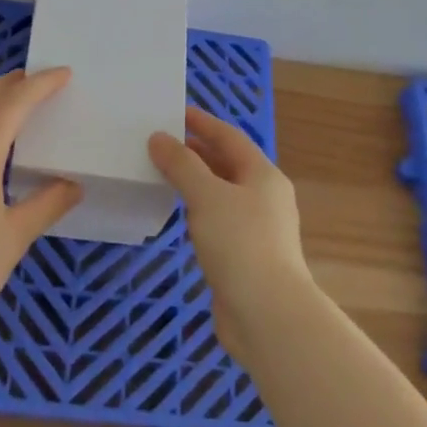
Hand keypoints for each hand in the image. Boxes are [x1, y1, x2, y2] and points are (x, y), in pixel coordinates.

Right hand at [149, 106, 311, 361]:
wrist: (267, 314)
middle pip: (227, 163)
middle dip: (196, 151)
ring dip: (196, 181)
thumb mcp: (207, 196)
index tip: (175, 112)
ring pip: (222, 193)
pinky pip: (218, 219)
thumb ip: (181, 164)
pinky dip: (198, 209)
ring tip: (163, 173)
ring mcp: (257, 228)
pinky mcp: (246, 255)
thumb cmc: (240, 244)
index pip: (229, 137)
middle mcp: (264, 197)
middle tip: (160, 143)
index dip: (202, 122)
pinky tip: (179, 213)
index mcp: (263, 175)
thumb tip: (159, 138)